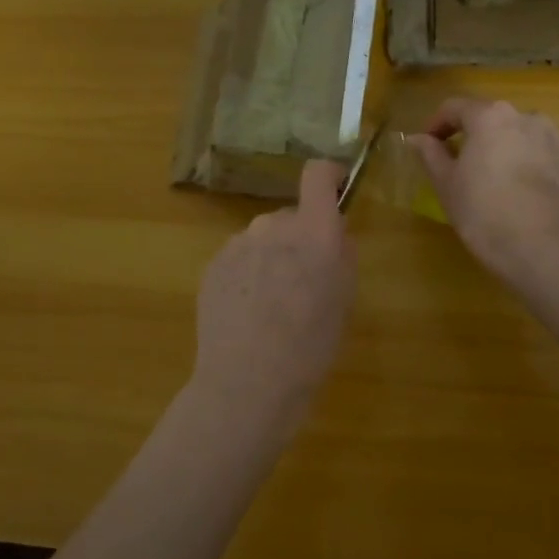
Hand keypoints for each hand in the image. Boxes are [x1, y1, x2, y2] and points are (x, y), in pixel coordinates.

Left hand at [191, 161, 357, 423]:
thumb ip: (341, 256)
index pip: (317, 175)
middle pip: (291, 216)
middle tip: (304, 282)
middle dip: (300, 239)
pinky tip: (248, 313)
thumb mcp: (345, 301)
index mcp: (314, 232)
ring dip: (271, 258)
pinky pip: (240, 258)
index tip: (336, 188)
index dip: (328, 176)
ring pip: (263, 239)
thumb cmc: (310, 347)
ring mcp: (237, 244)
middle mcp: (273, 226)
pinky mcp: (213, 265)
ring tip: (271, 305)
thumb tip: (332, 237)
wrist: (247, 383)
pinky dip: (247, 275)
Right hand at [411, 98, 558, 285]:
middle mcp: (531, 118)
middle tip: (471, 171)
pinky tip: (541, 201)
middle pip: (499, 122)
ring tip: (510, 187)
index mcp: (491, 118)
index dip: (439, 124)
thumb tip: (418, 138)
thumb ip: (432, 155)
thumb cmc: (484, 215)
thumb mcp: (447, 186)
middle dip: (483, 140)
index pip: (457, 107)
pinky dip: (548, 174)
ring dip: (518, 154)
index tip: (430, 145)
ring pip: (532, 140)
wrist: (546, 252)